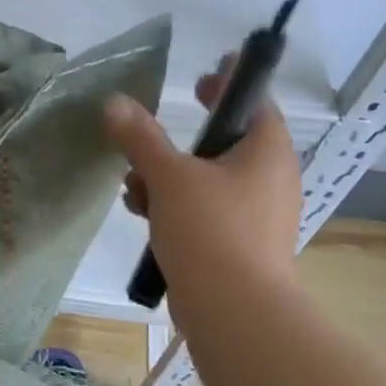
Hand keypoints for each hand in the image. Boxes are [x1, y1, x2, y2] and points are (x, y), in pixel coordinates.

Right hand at [103, 61, 301, 312]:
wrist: (234, 310)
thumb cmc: (210, 230)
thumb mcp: (169, 176)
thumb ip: (141, 138)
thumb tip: (115, 102)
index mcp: (266, 151)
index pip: (254, 101)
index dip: (228, 84)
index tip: (204, 74)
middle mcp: (270, 178)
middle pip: (225, 143)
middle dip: (180, 141)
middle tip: (153, 130)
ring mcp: (256, 215)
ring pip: (208, 181)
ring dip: (168, 177)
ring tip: (133, 186)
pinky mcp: (239, 245)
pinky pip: (205, 212)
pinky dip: (176, 207)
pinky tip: (142, 215)